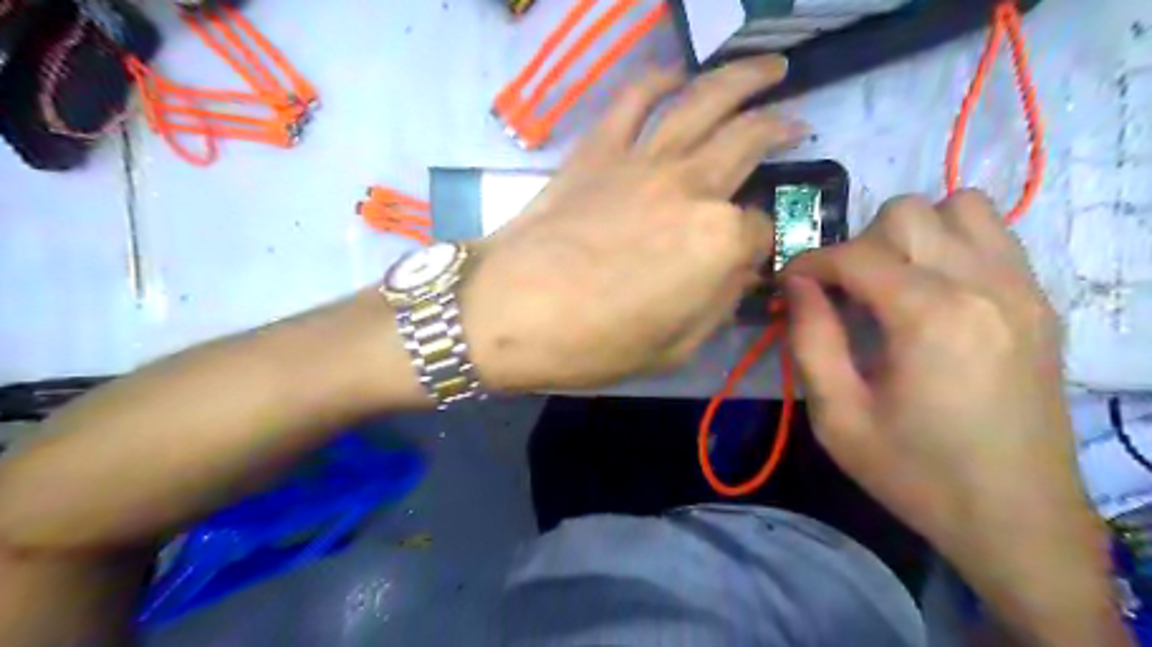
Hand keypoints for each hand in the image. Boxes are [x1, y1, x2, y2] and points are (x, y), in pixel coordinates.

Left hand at [461, 56, 803, 389]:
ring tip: (770, 69)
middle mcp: (691, 187)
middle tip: (797, 122)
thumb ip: (719, 302)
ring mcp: (642, 161)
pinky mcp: (598, 151)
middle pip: (748, 142)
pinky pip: (633, 100)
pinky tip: (677, 75)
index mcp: (717, 241)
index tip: (753, 257)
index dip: (762, 244)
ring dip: (744, 79)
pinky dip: (657, 80)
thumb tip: (740, 270)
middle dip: (780, 129)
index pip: (760, 230)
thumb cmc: (594, 343)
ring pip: (704, 102)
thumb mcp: (676, 348)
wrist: (510, 313)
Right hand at [784, 191, 1127, 646]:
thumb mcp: (837, 416)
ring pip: (959, 207)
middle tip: (842, 294)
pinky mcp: (1040, 302)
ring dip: (911, 234)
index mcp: (930, 316)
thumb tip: (796, 283)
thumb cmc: (916, 473)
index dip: (808, 262)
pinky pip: (993, 235)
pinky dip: (951, 243)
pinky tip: (932, 291)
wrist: (1019, 520)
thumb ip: (810, 339)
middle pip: (906, 213)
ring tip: (891, 283)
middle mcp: (983, 284)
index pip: (854, 254)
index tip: (788, 286)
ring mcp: (1021, 288)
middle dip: (858, 245)